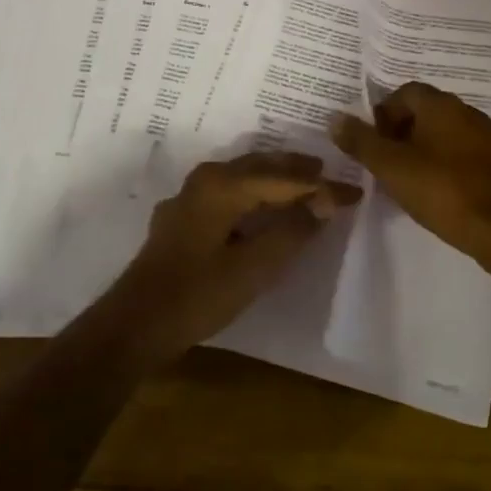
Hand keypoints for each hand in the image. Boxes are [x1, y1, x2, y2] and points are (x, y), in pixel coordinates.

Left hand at [99, 152, 361, 363]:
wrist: (135, 325)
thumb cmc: (198, 295)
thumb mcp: (254, 268)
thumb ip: (292, 230)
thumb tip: (326, 200)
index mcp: (223, 185)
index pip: (285, 179)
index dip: (322, 186)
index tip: (355, 192)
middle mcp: (205, 179)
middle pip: (261, 166)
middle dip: (298, 170)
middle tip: (331, 174)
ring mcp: (190, 196)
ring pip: (242, 175)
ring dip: (275, 177)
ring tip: (305, 182)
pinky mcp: (183, 216)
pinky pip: (228, 190)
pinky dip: (254, 191)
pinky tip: (262, 204)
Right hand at [331, 83, 490, 271]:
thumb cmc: (443, 191)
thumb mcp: (392, 167)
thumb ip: (361, 142)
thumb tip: (335, 119)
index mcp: (442, 105)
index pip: (405, 92)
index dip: (383, 114)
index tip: (372, 143)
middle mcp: (467, 112)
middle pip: (424, 112)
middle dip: (400, 133)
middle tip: (384, 164)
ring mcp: (486, 138)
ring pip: (443, 135)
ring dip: (421, 151)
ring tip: (405, 182)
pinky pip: (461, 155)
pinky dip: (443, 166)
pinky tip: (435, 194)